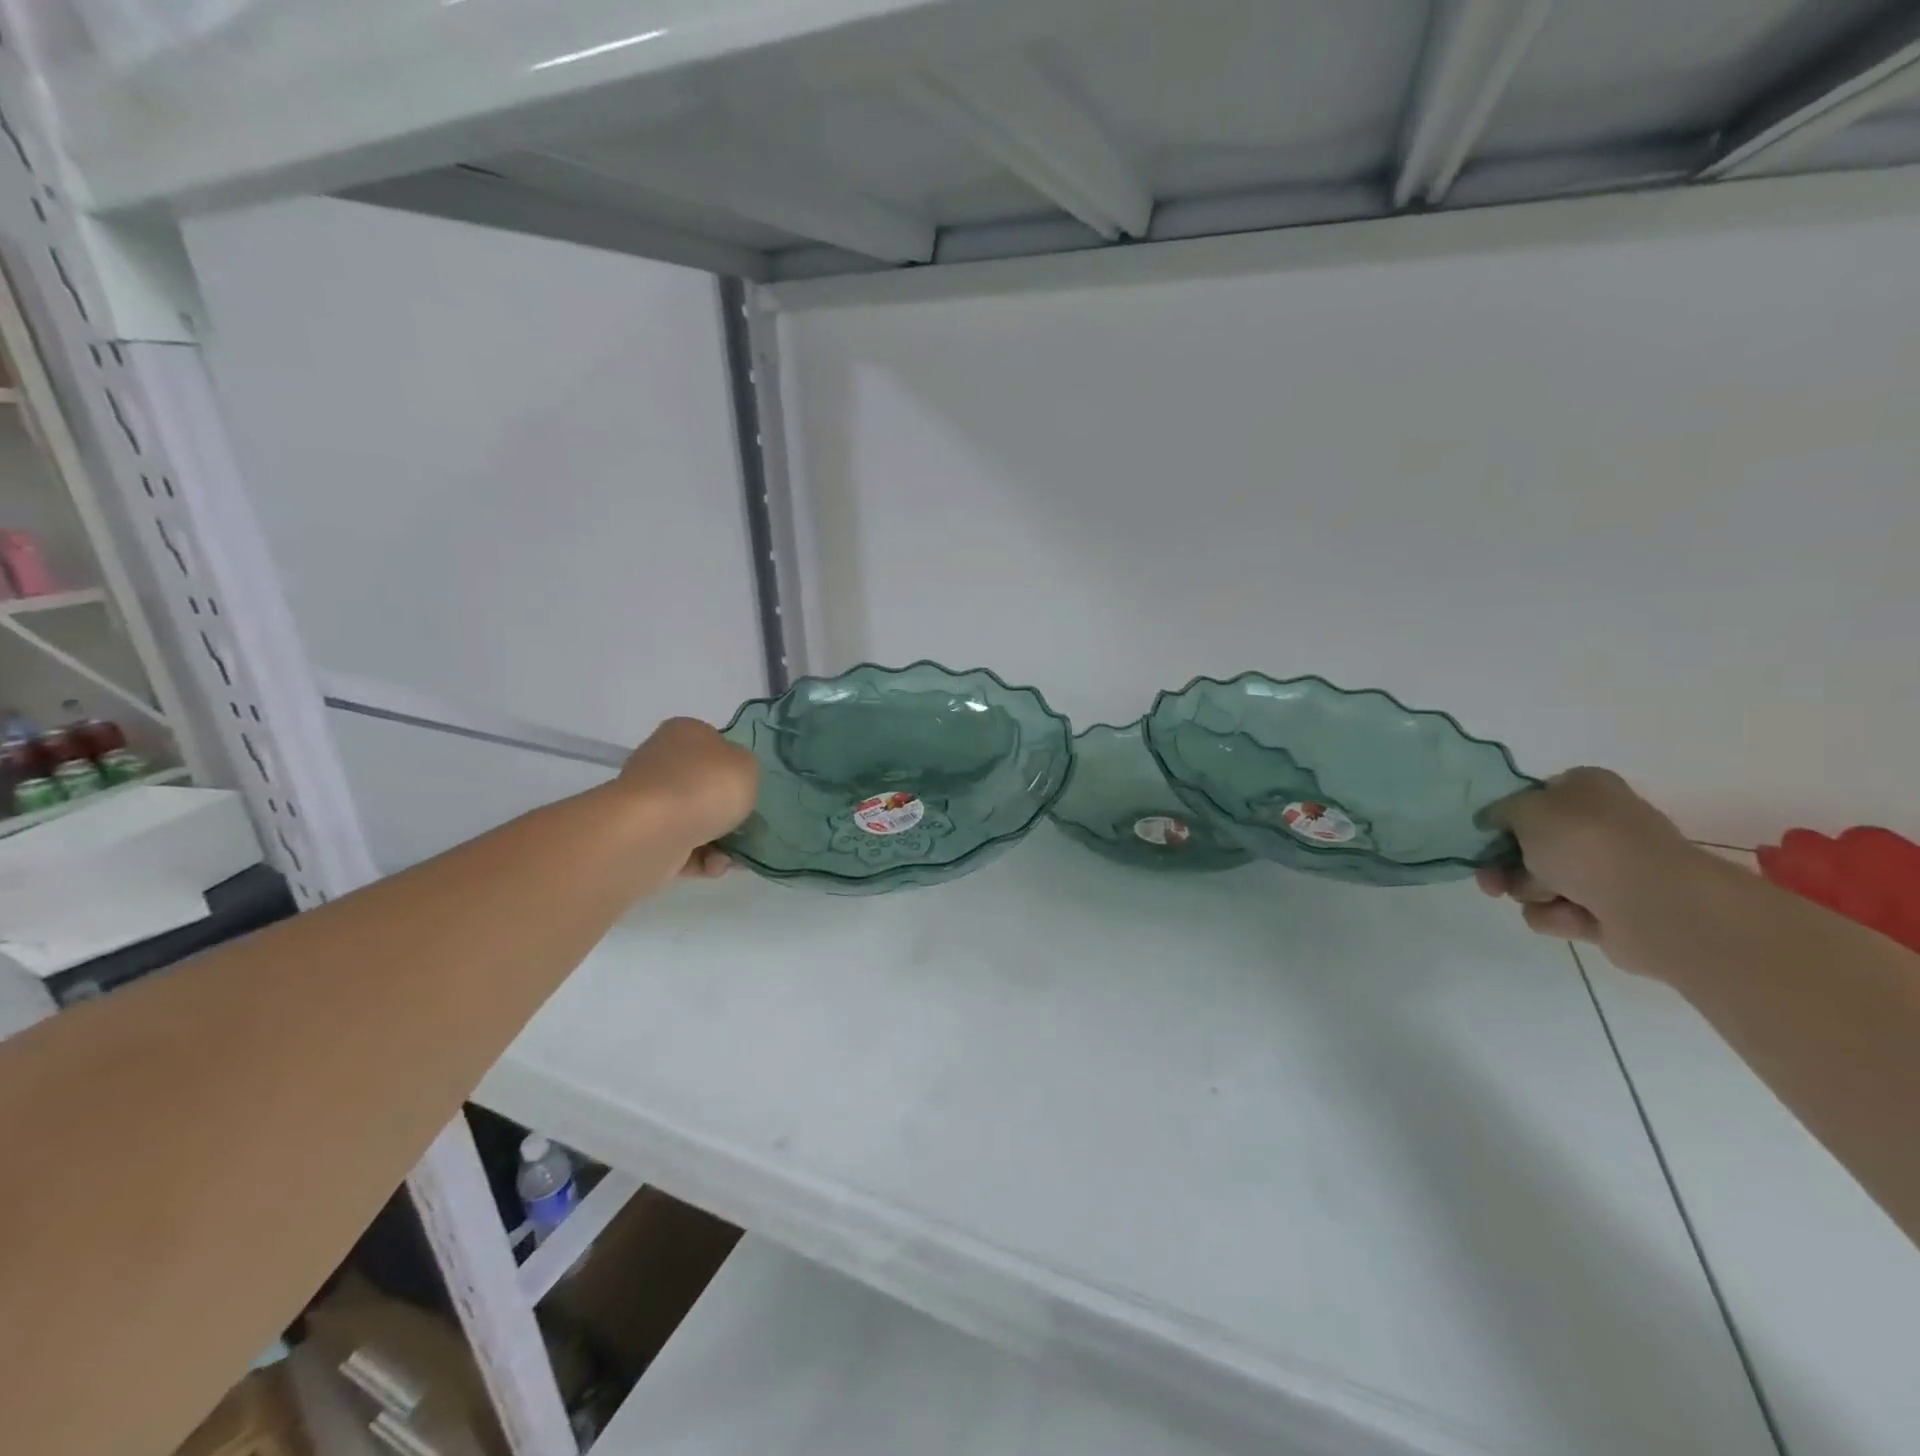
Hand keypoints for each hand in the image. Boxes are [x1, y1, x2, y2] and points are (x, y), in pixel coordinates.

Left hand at [618, 717, 758, 878]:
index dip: (735, 767)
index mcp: (685, 733)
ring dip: (720, 840)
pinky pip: (682, 847)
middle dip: (728, 811)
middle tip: (750, 827)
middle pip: (704, 785)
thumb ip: (745, 769)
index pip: (714, 744)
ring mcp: (649, 801)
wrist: (652, 832)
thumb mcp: (747, 765)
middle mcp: (662, 761)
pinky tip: (714, 866)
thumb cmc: (705, 786)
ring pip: (695, 820)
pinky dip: (701, 859)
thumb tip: (730, 781)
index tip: (750, 790)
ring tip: (734, 858)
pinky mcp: (643, 836)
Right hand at [1475, 768, 1699, 948]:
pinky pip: (1563, 912)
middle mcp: (1602, 824)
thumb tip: (1494, 820)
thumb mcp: (1524, 809)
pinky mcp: (1614, 910)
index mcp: (1588, 789)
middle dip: (1505, 864)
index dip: (1508, 816)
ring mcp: (1611, 869)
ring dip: (1529, 891)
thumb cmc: (1585, 841)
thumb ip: (1499, 811)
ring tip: (1540, 897)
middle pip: (1533, 844)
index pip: (1537, 796)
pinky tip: (1570, 915)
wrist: (1652, 902)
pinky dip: (1557, 915)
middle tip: (1489, 881)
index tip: (1488, 834)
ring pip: (1541, 881)